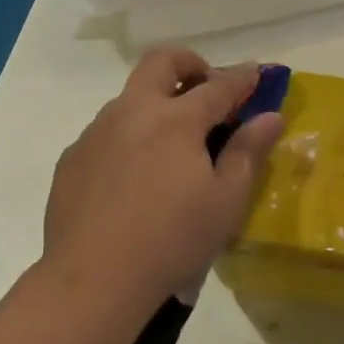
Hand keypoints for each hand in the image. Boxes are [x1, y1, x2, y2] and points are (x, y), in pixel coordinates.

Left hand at [41, 47, 283, 320]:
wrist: (91, 281)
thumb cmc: (171, 240)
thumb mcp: (226, 201)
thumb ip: (249, 151)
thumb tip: (270, 116)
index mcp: (176, 119)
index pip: (218, 85)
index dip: (242, 77)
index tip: (256, 73)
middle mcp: (133, 111)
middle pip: (161, 62)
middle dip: (190, 64)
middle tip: (206, 88)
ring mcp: (97, 131)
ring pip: (130, 96)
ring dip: (156, 102)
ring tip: (171, 145)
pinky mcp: (73, 157)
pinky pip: (106, 131)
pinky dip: (129, 137)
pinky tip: (133, 178)